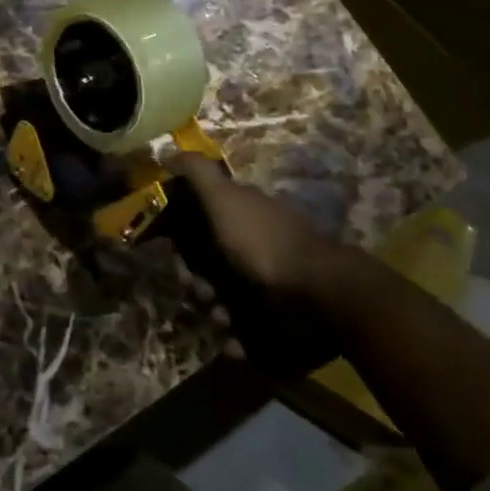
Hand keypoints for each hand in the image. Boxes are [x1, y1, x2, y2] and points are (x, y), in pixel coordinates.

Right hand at [166, 153, 383, 374]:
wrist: (320, 296)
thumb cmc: (264, 243)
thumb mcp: (225, 198)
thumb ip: (197, 174)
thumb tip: (169, 150)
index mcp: (240, 217)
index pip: (197, 226)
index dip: (180, 242)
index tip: (176, 256)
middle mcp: (251, 248)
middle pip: (205, 267)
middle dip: (195, 282)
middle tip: (201, 293)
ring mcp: (265, 286)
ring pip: (220, 300)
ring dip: (213, 312)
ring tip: (224, 320)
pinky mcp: (275, 322)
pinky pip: (243, 333)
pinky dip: (236, 340)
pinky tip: (236, 341)